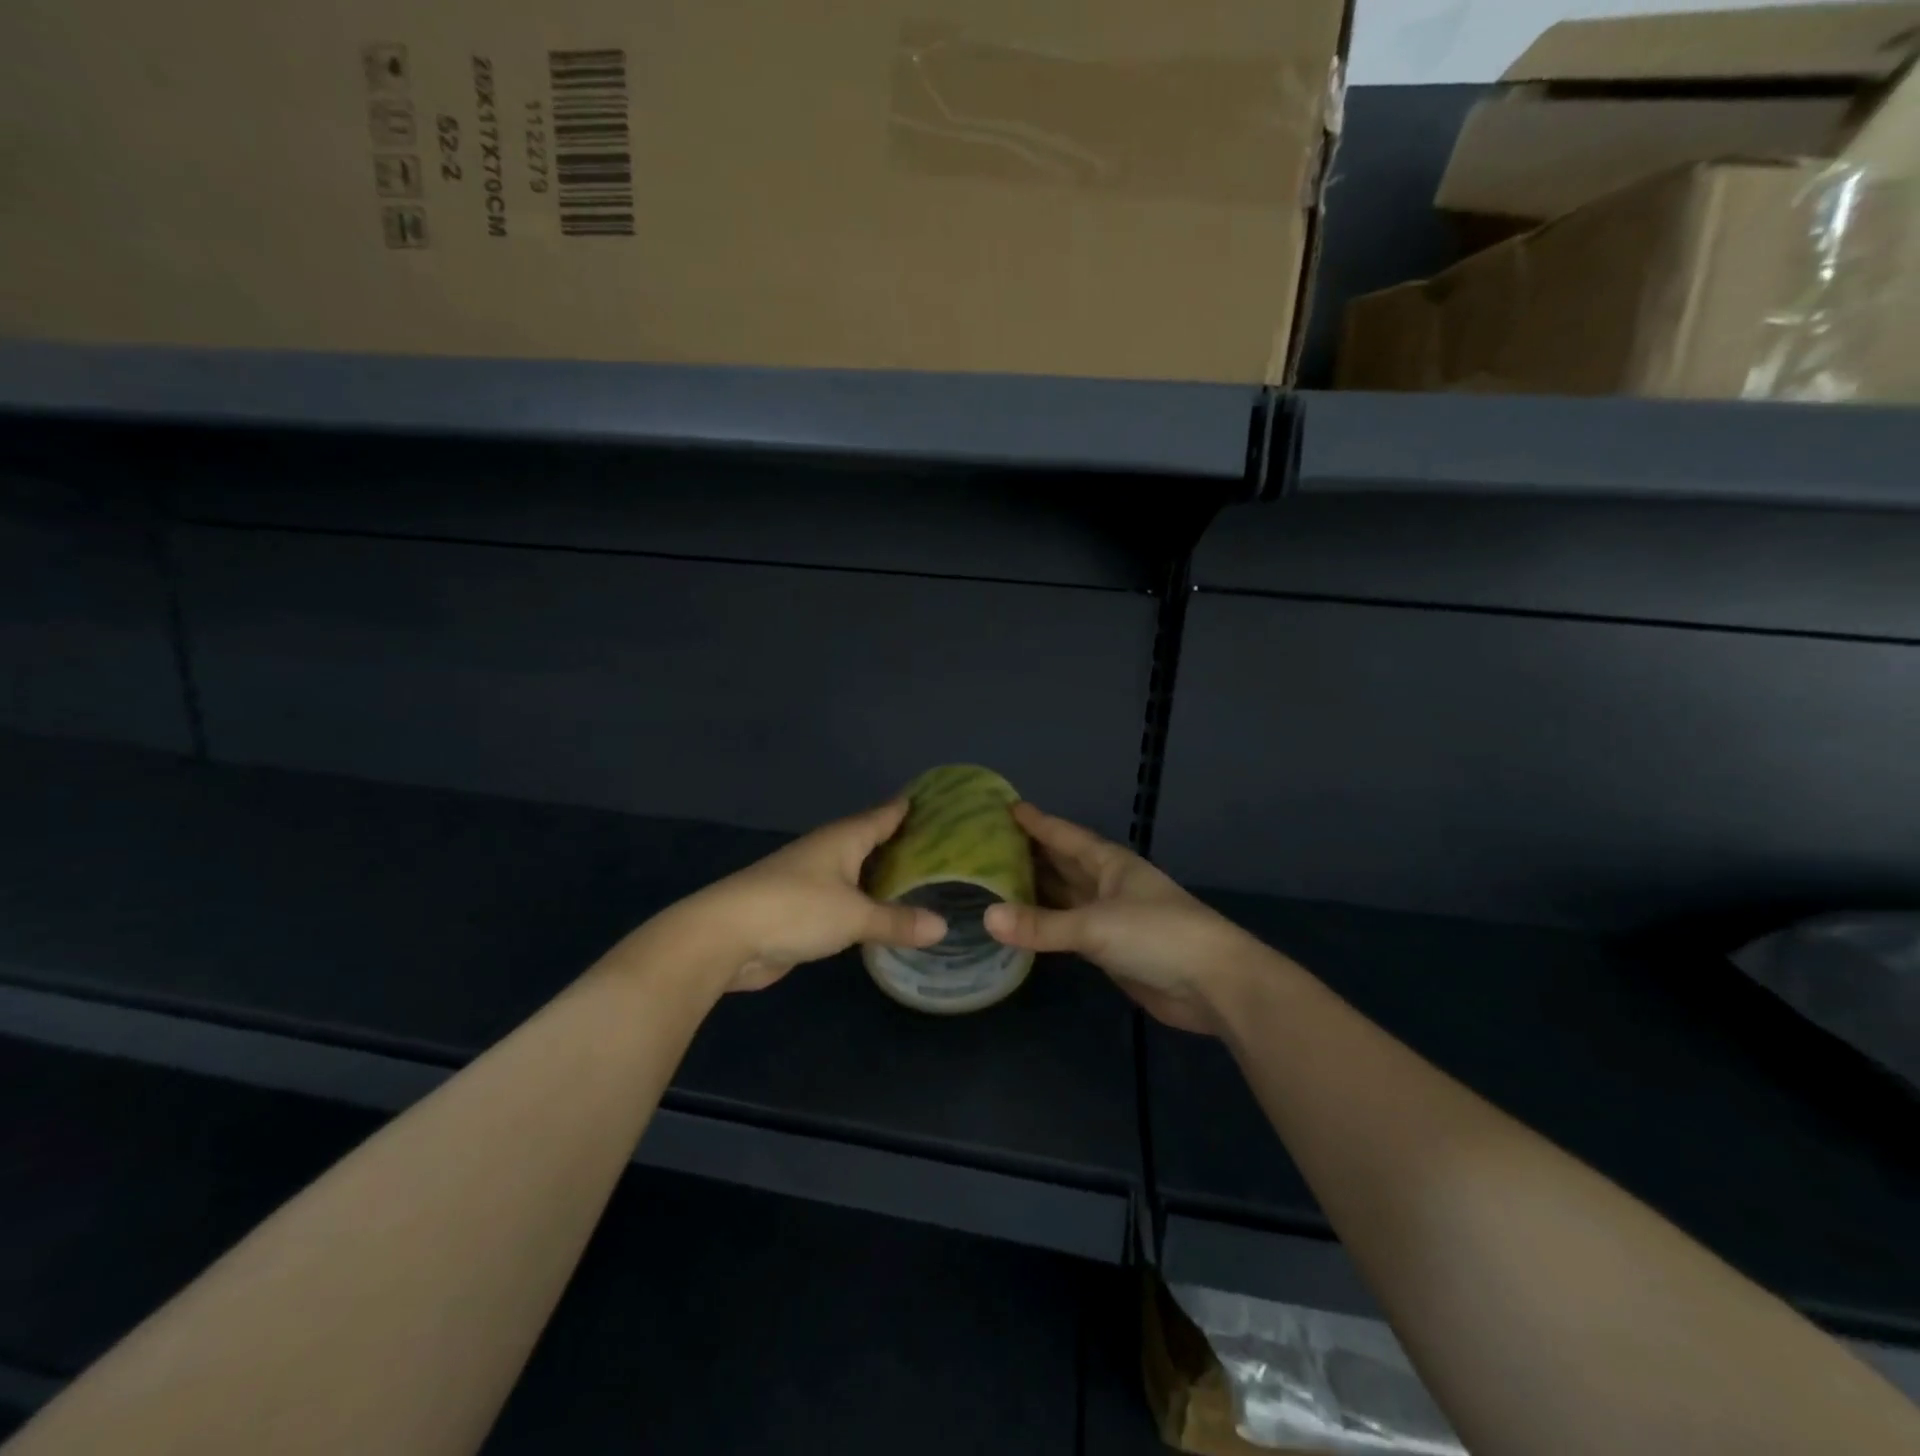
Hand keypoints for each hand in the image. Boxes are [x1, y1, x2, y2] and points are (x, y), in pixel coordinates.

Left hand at [663, 800, 946, 993]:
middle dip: (904, 845)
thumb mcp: (854, 916)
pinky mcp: (802, 910)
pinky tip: (885, 914)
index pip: (884, 814)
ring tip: (924, 882)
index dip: (910, 808)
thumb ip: (897, 921)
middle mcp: (829, 852)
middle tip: (946, 849)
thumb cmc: (795, 910)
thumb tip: (943, 927)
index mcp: (843, 838)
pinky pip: (846, 901)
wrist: (725, 937)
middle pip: (872, 841)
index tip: (942, 803)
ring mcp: (812, 880)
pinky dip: (866, 904)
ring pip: (858, 873)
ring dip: (884, 877)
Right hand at [982, 803, 1254, 1034]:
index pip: (1065, 835)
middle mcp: (1107, 884)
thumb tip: (986, 917)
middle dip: (1031, 853)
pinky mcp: (1110, 950)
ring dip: (1035, 889)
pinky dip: (1045, 925)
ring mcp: (1109, 918)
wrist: (1212, 984)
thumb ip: (1041, 924)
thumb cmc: (1158, 935)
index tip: (1007, 807)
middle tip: (988, 844)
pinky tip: (1021, 924)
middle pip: (1063, 863)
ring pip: (1064, 896)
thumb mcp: (1095, 925)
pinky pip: (1068, 930)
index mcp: (1110, 863)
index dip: (1037, 822)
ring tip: (994, 881)